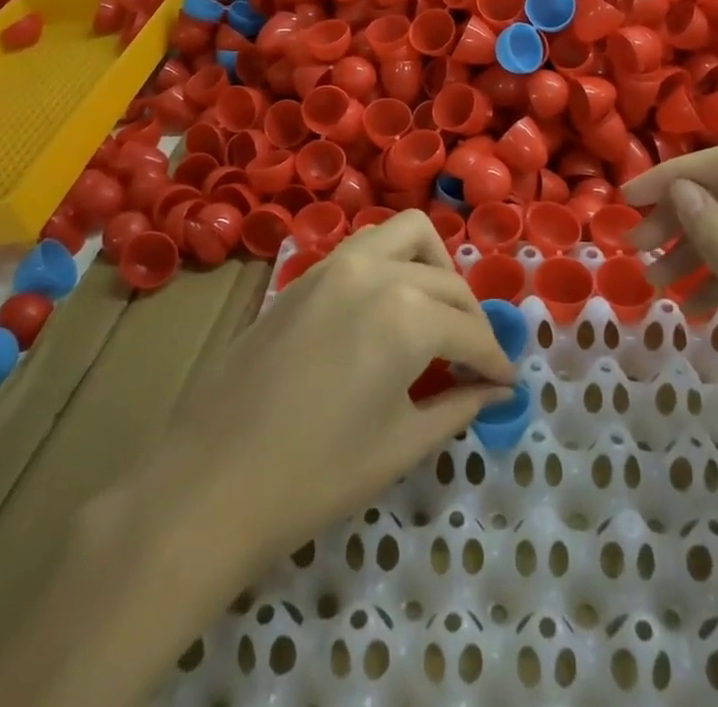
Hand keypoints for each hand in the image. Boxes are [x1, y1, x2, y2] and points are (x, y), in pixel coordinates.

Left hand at [156, 209, 516, 564]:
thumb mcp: (399, 445)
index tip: (507, 383)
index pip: (470, 331)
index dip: (495, 360)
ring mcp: (335, 264)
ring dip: (434, 268)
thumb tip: (495, 391)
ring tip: (436, 316)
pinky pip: (367, 248)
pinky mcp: (306, 274)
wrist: (210, 482)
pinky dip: (394, 264)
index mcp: (406, 315)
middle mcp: (376, 272)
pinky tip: (389, 310)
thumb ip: (457, 406)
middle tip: (475, 360)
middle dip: (471, 318)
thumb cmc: (314, 476)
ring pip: (407, 235)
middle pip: (446, 281)